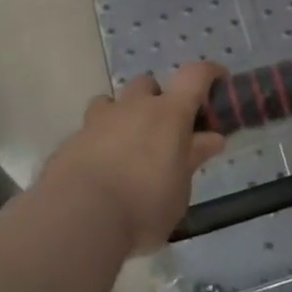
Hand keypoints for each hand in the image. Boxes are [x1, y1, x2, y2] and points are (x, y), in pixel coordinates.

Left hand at [39, 64, 226, 254]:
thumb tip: (212, 138)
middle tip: (164, 131)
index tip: (218, 80)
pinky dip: (99, 141)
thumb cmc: (144, 206)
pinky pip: (90, 130)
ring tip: (127, 147)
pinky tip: (100, 170)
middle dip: (156, 99)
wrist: (79, 218)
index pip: (195, 76)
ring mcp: (98, 120)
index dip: (209, 73)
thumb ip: (192, 158)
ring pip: (112, 102)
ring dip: (123, 116)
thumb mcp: (180, 189)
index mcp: (168, 114)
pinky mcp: (72, 140)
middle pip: (147, 84)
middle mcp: (133, 107)